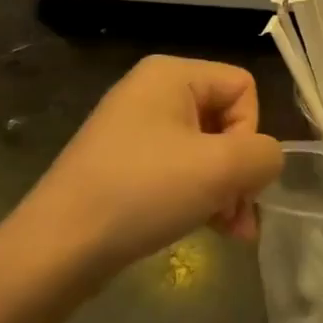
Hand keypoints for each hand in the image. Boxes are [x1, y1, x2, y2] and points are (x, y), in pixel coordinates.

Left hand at [0, 56, 281, 283]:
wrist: (57, 248)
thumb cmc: (142, 192)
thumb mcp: (221, 168)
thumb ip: (265, 155)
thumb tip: (264, 162)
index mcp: (171, 74)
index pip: (244, 87)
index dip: (250, 132)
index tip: (230, 172)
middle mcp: (152, 92)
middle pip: (228, 120)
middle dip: (240, 171)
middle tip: (238, 214)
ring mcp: (136, 129)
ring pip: (208, 151)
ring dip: (226, 190)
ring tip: (231, 231)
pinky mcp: (125, 164)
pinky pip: (180, 170)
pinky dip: (199, 197)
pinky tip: (207, 229)